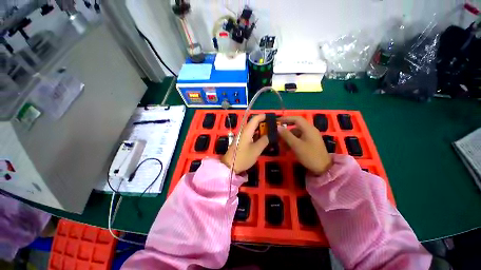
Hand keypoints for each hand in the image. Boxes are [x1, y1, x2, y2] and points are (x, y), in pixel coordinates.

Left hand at [221, 114, 268, 172]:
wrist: (229, 166)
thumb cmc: (243, 157)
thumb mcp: (256, 150)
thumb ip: (264, 141)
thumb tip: (270, 135)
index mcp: (247, 131)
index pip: (255, 119)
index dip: (263, 116)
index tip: (272, 117)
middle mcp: (244, 131)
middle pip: (254, 124)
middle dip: (264, 124)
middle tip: (273, 127)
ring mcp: (242, 137)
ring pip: (253, 130)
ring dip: (261, 130)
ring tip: (270, 133)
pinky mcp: (241, 142)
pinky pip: (250, 135)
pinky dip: (257, 136)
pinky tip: (263, 140)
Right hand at [277, 116, 331, 174]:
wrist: (323, 169)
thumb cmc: (310, 155)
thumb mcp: (296, 145)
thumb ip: (286, 135)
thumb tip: (278, 127)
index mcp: (308, 129)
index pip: (296, 119)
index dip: (286, 118)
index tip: (277, 121)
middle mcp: (309, 130)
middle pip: (295, 127)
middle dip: (285, 132)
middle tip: (277, 137)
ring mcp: (310, 137)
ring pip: (295, 134)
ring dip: (287, 139)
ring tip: (281, 146)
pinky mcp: (309, 143)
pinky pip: (298, 139)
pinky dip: (292, 142)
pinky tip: (287, 149)